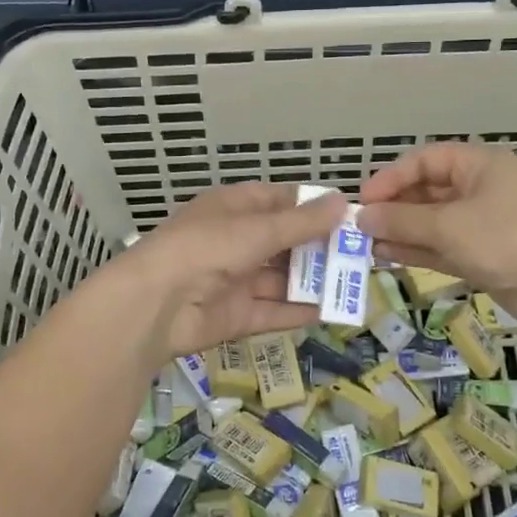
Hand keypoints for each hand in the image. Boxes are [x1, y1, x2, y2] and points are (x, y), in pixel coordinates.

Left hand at [110, 183, 347, 362]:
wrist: (154, 305)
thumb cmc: (206, 249)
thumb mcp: (257, 230)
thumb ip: (301, 222)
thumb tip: (343, 201)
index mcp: (234, 208)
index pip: (280, 200)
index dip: (312, 207)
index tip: (350, 216)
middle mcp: (235, 241)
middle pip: (285, 241)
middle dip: (319, 248)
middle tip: (362, 253)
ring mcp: (235, 280)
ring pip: (282, 278)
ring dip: (314, 281)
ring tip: (356, 283)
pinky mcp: (236, 316)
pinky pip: (273, 310)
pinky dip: (299, 311)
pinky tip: (331, 311)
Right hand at [357, 143, 516, 320]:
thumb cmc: (506, 241)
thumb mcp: (448, 226)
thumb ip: (401, 220)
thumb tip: (362, 218)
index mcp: (479, 165)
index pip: (424, 161)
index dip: (391, 177)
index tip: (363, 201)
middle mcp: (479, 189)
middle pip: (426, 191)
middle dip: (392, 208)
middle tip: (357, 227)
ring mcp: (481, 224)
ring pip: (430, 222)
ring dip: (399, 232)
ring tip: (363, 245)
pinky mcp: (482, 255)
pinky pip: (440, 246)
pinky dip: (415, 250)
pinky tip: (385, 257)